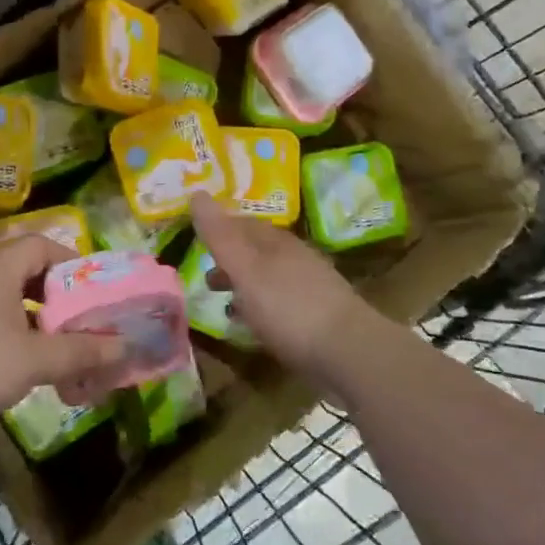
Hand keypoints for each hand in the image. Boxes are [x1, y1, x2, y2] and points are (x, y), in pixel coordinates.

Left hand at [0, 237, 126, 434]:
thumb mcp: (33, 359)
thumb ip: (81, 351)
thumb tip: (125, 345)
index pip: (43, 245)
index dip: (74, 264)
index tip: (95, 293)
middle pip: (29, 275)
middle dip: (60, 302)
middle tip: (84, 328)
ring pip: (10, 303)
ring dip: (38, 326)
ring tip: (59, 356)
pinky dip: (13, 339)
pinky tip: (22, 371)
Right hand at [189, 193, 381, 387]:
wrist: (349, 351)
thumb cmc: (289, 307)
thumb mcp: (246, 270)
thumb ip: (221, 236)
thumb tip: (196, 193)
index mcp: (277, 242)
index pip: (243, 223)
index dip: (219, 227)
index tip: (196, 238)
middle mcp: (295, 257)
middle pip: (257, 250)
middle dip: (231, 260)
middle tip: (206, 276)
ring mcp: (310, 286)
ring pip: (269, 277)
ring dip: (245, 286)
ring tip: (224, 303)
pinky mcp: (319, 316)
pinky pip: (281, 302)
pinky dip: (261, 307)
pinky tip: (255, 327)